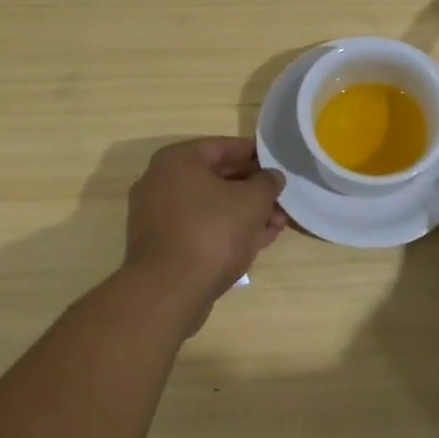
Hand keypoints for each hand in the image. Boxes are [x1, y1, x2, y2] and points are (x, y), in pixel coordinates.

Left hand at [123, 138, 286, 329]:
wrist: (168, 291)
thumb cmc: (212, 232)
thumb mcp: (252, 201)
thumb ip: (267, 183)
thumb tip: (272, 176)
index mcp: (178, 160)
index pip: (224, 146)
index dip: (255, 155)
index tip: (278, 165)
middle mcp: (161, 181)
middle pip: (217, 177)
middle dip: (253, 189)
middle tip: (281, 199)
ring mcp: (158, 215)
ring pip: (211, 206)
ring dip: (245, 213)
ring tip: (276, 224)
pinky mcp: (162, 245)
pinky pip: (200, 227)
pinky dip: (226, 230)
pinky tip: (257, 241)